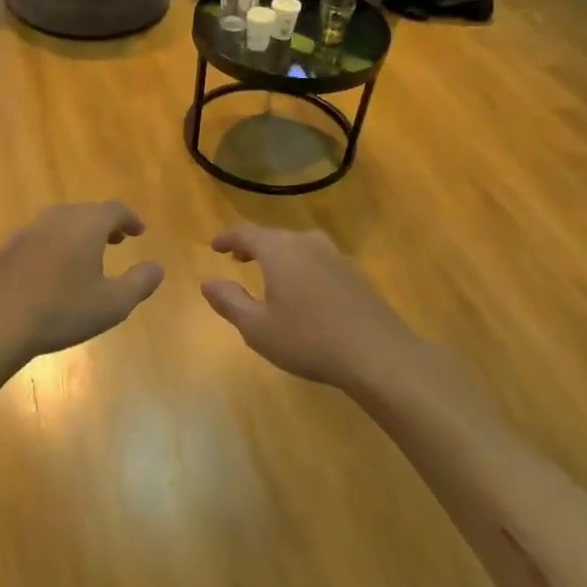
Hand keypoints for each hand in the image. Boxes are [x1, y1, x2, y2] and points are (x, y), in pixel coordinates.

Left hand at [0, 203, 164, 368]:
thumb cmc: (62, 311)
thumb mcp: (113, 304)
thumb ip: (140, 282)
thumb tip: (157, 267)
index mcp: (86, 224)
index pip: (114, 210)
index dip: (130, 219)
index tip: (139, 231)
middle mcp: (57, 218)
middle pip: (86, 212)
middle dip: (104, 224)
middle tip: (116, 241)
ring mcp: (28, 230)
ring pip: (60, 223)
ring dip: (78, 233)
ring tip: (86, 255)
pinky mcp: (8, 248)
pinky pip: (39, 237)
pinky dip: (54, 245)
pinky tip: (52, 270)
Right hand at [201, 225, 425, 389]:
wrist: (378, 354)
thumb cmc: (309, 340)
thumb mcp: (258, 328)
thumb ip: (229, 302)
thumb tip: (208, 283)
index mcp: (279, 250)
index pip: (246, 233)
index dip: (227, 238)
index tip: (214, 246)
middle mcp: (306, 243)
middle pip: (273, 236)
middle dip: (252, 245)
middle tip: (236, 258)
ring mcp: (334, 256)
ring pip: (297, 245)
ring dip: (277, 254)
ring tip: (266, 271)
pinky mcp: (353, 272)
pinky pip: (316, 258)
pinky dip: (299, 264)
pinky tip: (300, 288)